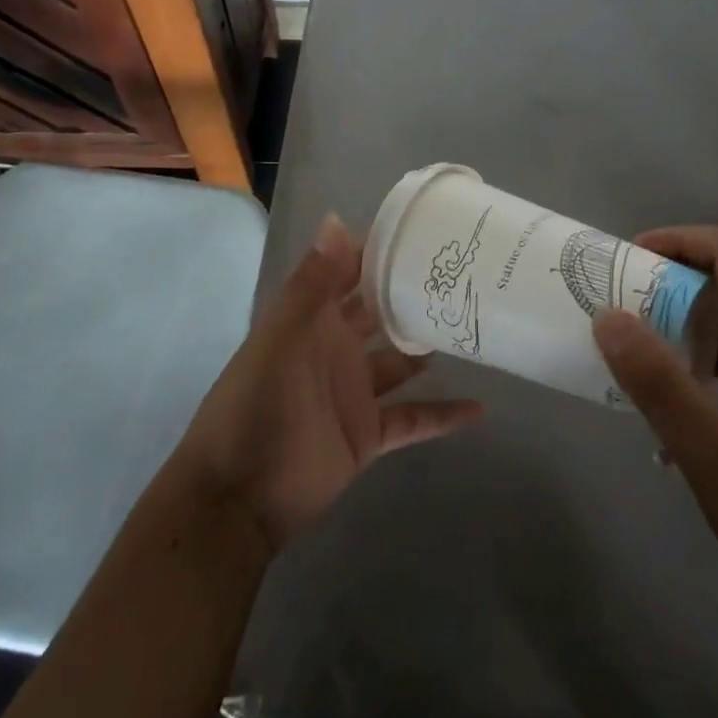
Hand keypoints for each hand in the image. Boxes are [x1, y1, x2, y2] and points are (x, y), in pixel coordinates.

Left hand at [171, 213, 482, 553]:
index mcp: (313, 317)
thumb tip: (337, 219)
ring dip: (430, 345)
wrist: (237, 498)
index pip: (349, 269)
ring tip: (475, 325)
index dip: (380, 248)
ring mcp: (354, 391)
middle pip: (380, 310)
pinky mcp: (368, 434)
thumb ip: (312, 284)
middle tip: (463, 274)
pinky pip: (413, 419)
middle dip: (411, 292)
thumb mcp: (282, 338)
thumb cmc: (256, 405)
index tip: (424, 229)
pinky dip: (443, 416)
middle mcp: (336, 346)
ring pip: (400, 360)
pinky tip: (480, 407)